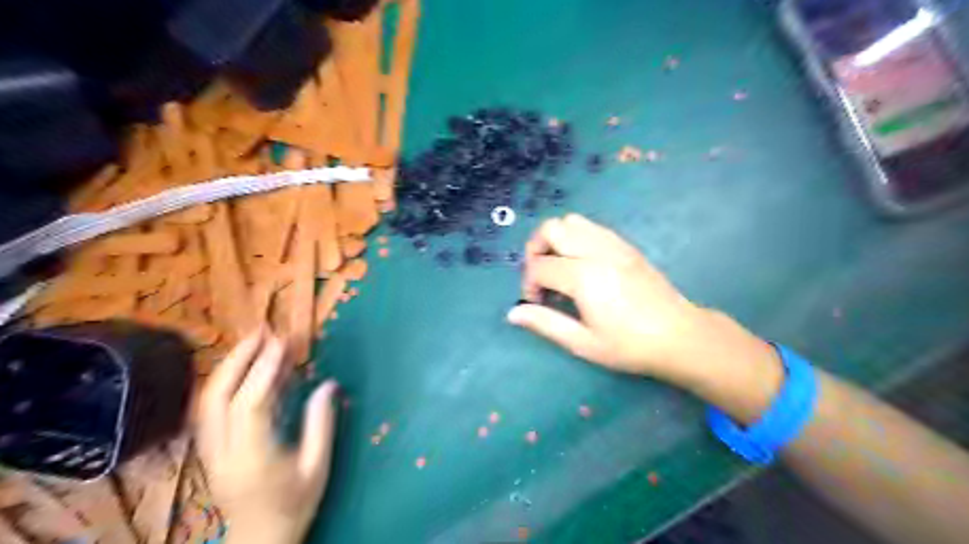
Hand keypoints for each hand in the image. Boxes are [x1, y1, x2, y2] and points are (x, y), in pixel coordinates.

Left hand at [193, 326, 337, 542]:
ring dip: (229, 366)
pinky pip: (210, 409)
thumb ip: (322, 424)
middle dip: (238, 359)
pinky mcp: (209, 449)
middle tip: (262, 331)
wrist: (260, 540)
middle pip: (217, 398)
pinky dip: (226, 381)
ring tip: (253, 340)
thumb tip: (329, 383)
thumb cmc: (295, 505)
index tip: (282, 342)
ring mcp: (210, 452)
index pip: (251, 405)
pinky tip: (244, 367)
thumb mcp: (318, 467)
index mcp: (253, 459)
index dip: (265, 369)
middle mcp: (222, 453)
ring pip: (206, 401)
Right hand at [510, 212, 769, 389]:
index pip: (539, 266)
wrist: (680, 336)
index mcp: (584, 276)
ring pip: (572, 221)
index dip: (528, 284)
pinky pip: (592, 227)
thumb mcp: (583, 343)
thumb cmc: (630, 346)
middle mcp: (597, 251)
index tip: (536, 303)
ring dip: (556, 239)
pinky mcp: (626, 246)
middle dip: (536, 249)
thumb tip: (513, 314)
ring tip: (559, 267)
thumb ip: (545, 324)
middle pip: (552, 229)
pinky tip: (582, 264)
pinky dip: (577, 237)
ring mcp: (614, 245)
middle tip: (541, 277)